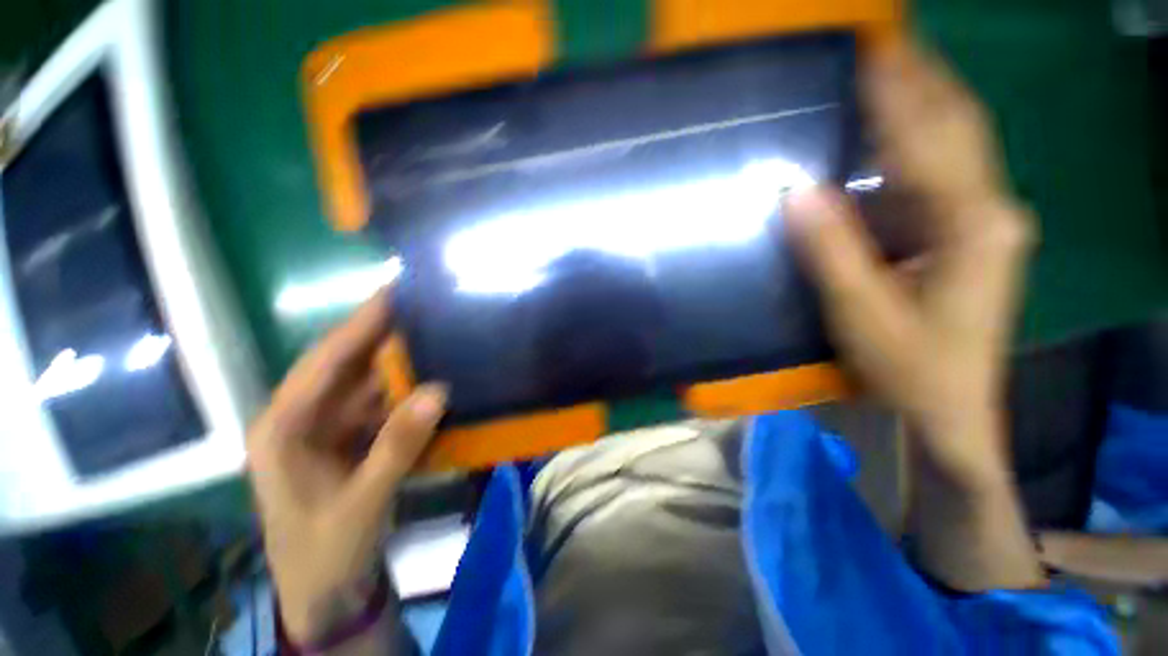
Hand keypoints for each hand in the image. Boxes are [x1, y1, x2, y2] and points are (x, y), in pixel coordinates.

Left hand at [247, 290, 446, 641]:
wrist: (327, 592)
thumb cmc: (324, 553)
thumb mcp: (359, 504)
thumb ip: (397, 447)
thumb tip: (439, 390)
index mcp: (284, 428)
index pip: (323, 362)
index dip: (358, 325)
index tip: (394, 292)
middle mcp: (306, 417)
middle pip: (349, 366)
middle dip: (386, 337)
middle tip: (428, 309)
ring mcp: (334, 427)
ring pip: (372, 383)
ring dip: (405, 363)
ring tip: (441, 336)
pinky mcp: (357, 438)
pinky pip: (387, 404)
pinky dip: (412, 391)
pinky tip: (438, 376)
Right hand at [785, 44, 1033, 487]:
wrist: (951, 410)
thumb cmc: (910, 367)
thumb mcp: (861, 312)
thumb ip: (830, 250)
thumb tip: (795, 192)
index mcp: (971, 227)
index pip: (932, 138)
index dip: (898, 90)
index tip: (870, 47)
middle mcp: (991, 211)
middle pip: (960, 125)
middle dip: (924, 77)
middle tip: (886, 40)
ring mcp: (986, 222)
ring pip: (958, 146)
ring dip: (924, 103)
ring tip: (890, 70)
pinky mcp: (973, 236)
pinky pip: (946, 174)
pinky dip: (920, 143)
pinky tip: (895, 132)